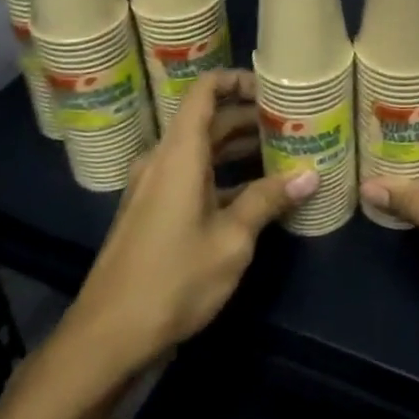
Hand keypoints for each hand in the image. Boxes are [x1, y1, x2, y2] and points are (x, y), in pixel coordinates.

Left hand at [60, 70, 316, 374]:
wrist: (108, 337)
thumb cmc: (174, 279)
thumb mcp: (231, 240)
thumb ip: (268, 200)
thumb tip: (310, 176)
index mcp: (179, 154)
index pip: (205, 91)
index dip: (238, 80)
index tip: (274, 89)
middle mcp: (164, 160)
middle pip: (209, 120)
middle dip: (251, 119)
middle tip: (295, 125)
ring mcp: (155, 187)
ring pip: (203, 151)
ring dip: (240, 149)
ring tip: (285, 154)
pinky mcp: (153, 212)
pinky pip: (194, 176)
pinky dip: (224, 176)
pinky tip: (257, 194)